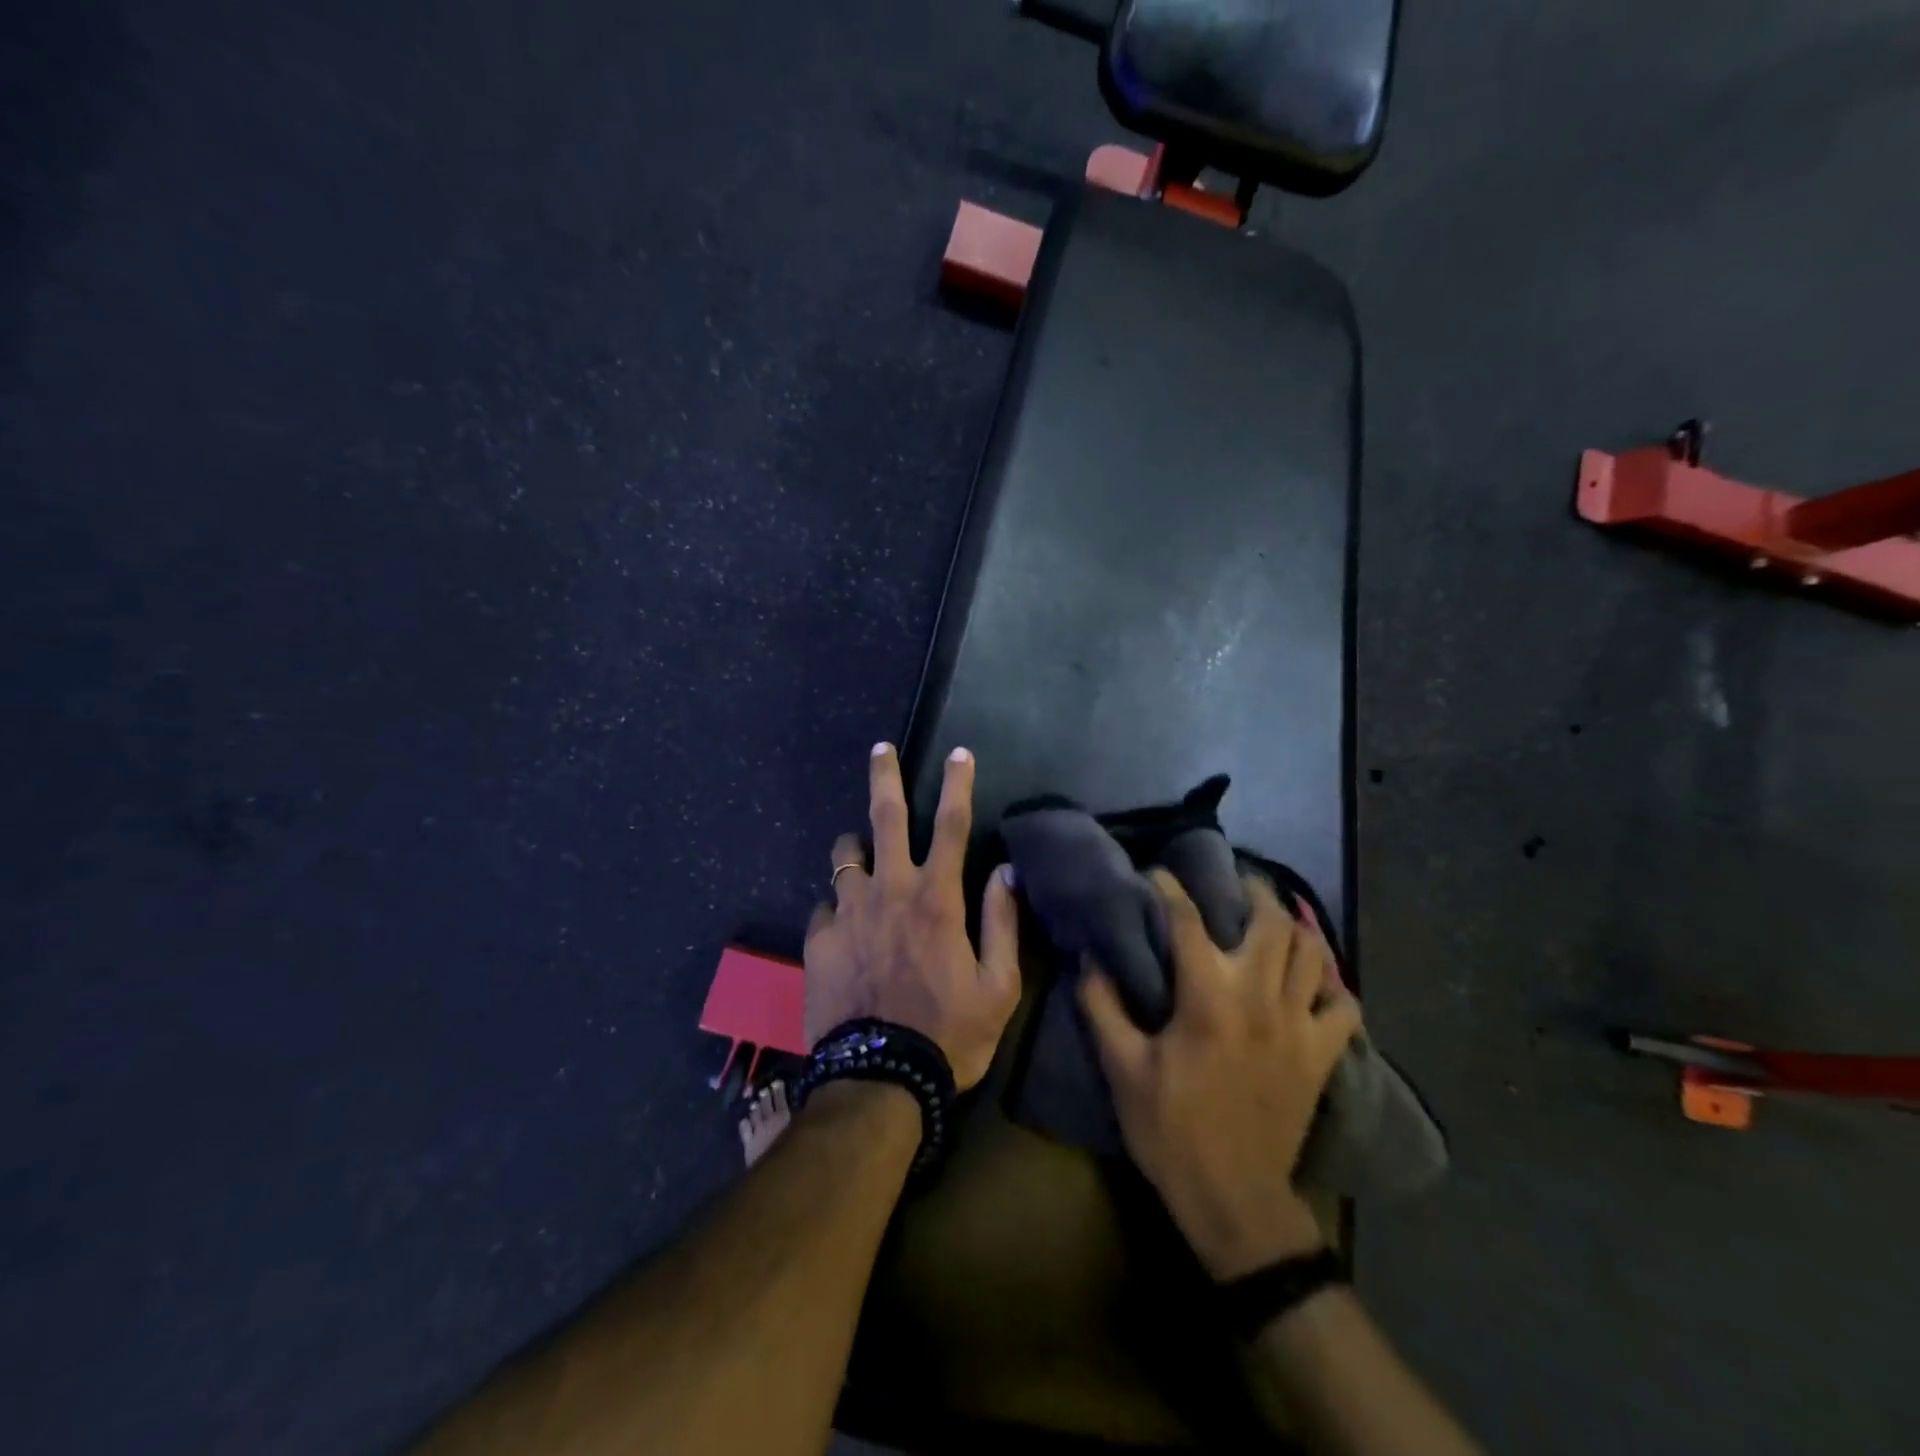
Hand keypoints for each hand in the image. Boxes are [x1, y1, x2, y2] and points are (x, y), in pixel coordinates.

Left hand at [803, 744, 1020, 1090]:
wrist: (877, 1081)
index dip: (958, 784)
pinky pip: (825, 905)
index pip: (953, 825)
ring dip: (856, 846)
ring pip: (846, 854)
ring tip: (861, 854)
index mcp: (937, 899)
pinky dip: (838, 905)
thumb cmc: (948, 1035)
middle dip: (885, 776)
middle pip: (886, 817)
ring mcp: (847, 912)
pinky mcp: (818, 939)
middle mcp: (889, 891)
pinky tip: (844, 925)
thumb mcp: (998, 988)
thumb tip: (1007, 873)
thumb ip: (1001, 924)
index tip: (959, 753)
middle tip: (880, 749)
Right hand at [1079, 869, 1361, 1278]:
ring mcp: (1299, 1025)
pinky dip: (1331, 984)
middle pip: (1271, 921)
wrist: (1234, 1199)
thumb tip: (1090, 957)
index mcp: (1207, 998)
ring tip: (1272, 918)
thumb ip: (1102, 1006)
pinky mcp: (1322, 1054)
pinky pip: (1344, 1005)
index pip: (1188, 921)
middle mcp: (1259, 998)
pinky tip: (1311, 980)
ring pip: (1312, 952)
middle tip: (1232, 882)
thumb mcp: (1122, 1069)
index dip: (1170, 888)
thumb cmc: (1171, 1130)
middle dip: (1252, 891)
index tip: (1157, 873)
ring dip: (1293, 927)